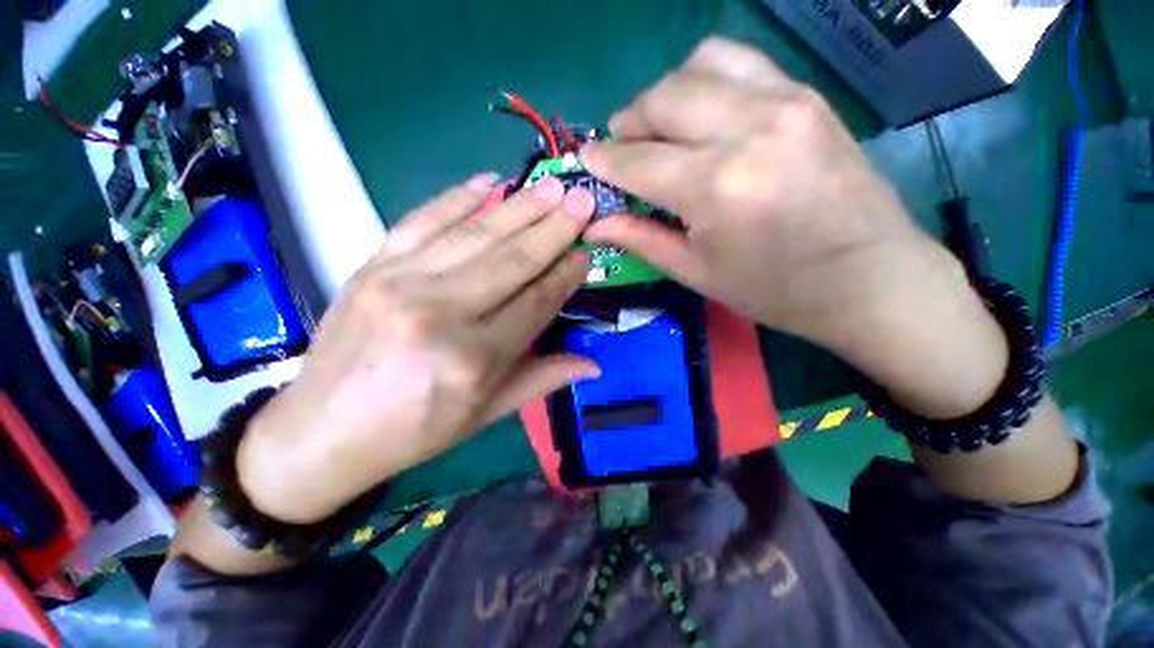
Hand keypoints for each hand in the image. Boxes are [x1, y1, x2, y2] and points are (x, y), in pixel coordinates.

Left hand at [236, 175, 598, 522]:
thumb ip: (542, 380)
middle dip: (554, 228)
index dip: (566, 276)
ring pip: (476, 234)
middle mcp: (441, 313)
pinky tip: (488, 181)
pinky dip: (458, 197)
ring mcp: (402, 281)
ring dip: (520, 206)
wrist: (322, 431)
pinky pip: (423, 219)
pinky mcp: (372, 265)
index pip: (536, 302)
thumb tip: (594, 365)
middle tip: (583, 200)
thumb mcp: (486, 414)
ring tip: (551, 186)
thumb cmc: (414, 430)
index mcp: (474, 359)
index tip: (586, 255)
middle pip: (512, 260)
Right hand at [581, 38, 1008, 418]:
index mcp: (715, 187)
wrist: (869, 279)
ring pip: (700, 65)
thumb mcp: (696, 272)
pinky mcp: (807, 96)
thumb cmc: (774, 290)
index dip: (603, 158)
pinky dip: (707, 79)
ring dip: (666, 93)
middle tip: (621, 147)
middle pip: (663, 98)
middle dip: (629, 121)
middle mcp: (747, 129)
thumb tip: (593, 225)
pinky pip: (741, 63)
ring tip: (661, 127)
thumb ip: (640, 239)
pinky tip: (704, 112)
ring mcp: (784, 102)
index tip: (586, 159)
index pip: (637, 159)